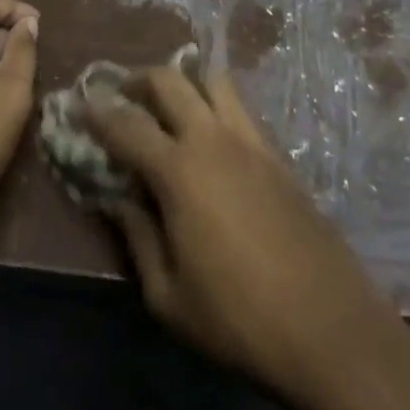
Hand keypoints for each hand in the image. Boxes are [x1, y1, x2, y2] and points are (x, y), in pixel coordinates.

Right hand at [85, 59, 406, 409]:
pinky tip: (210, 137)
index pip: (125, 124)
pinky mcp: (279, 156)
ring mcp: (252, 142)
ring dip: (184, 81)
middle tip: (121, 97)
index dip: (96, 112)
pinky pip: (241, 109)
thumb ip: (136, 238)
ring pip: (213, 80)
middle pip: (169, 79)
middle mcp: (213, 140)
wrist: (331, 330)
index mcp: (178, 171)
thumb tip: (116, 200)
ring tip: (169, 106)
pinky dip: (216, 104)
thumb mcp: (168, 296)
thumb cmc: (239, 320)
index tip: (78, 106)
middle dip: (137, 80)